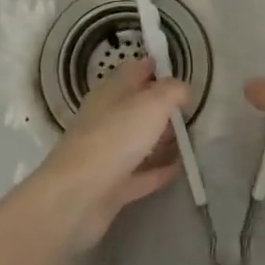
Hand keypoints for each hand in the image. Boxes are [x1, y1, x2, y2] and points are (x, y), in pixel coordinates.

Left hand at [28, 57, 188, 250]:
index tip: (174, 68)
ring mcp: (106, 154)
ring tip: (188, 136)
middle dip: (159, 104)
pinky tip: (178, 169)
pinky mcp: (111, 186)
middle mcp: (105, 119)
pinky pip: (140, 173)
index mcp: (110, 93)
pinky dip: (157, 170)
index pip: (132, 71)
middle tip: (187, 106)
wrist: (77, 197)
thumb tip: (182, 88)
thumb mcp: (151, 105)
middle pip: (134, 106)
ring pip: (137, 139)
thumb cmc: (115, 139)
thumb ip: (172, 92)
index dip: (152, 66)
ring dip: (159, 137)